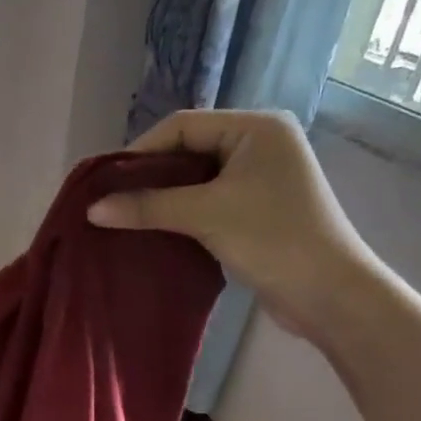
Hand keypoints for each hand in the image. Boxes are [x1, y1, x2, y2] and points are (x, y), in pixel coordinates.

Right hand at [86, 109, 380, 338]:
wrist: (329, 293)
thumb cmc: (272, 239)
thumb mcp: (205, 215)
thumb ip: (148, 207)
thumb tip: (92, 209)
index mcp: (256, 127)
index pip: (183, 126)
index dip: (140, 152)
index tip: (105, 183)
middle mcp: (260, 144)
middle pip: (189, 151)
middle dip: (150, 177)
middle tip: (112, 202)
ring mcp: (261, 179)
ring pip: (197, 180)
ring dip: (164, 199)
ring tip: (126, 218)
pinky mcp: (258, 211)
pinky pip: (209, 203)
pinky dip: (182, 215)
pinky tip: (156, 232)